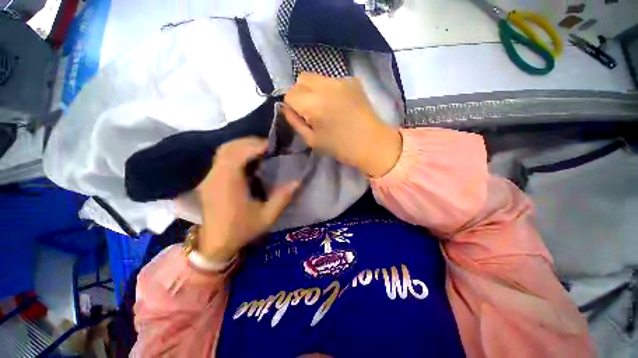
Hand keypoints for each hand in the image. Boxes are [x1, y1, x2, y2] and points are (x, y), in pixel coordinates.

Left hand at [196, 138, 299, 261]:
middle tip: (269, 146)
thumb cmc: (241, 230)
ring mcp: (210, 177)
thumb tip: (297, 181)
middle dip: (250, 143)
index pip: (238, 154)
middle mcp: (215, 176)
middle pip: (229, 148)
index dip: (255, 146)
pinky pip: (222, 158)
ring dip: (242, 146)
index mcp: (228, 184)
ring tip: (260, 150)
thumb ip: (282, 198)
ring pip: (224, 151)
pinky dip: (236, 153)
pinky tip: (248, 159)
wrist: (215, 244)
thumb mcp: (267, 217)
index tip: (272, 146)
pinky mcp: (209, 180)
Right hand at [282, 72, 401, 177]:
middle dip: (300, 93)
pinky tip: (338, 103)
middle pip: (301, 79)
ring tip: (325, 107)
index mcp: (313, 104)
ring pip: (316, 77)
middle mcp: (325, 86)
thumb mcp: (312, 140)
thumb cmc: (340, 147)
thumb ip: (294, 122)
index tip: (300, 117)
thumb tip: (285, 108)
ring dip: (314, 90)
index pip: (290, 94)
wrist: (371, 143)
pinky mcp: (353, 81)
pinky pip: (332, 80)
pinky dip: (329, 89)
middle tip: (310, 111)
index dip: (292, 106)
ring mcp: (341, 80)